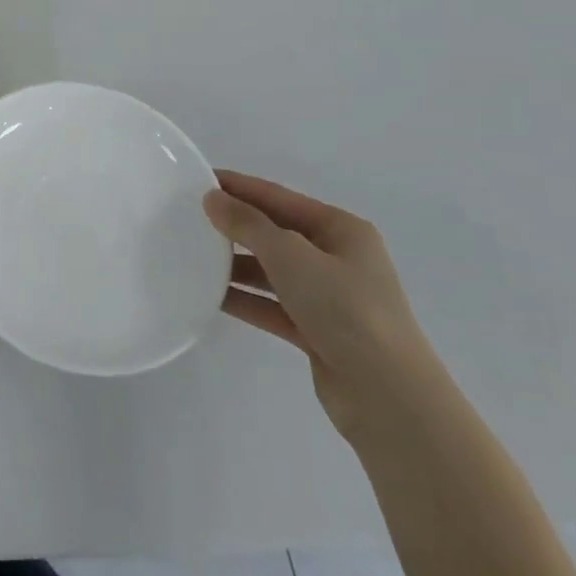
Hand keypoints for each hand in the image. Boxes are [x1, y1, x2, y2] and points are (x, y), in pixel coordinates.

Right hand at [204, 170, 443, 441]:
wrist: (388, 397)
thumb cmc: (344, 309)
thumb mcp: (290, 255)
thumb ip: (248, 224)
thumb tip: (212, 198)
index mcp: (342, 230)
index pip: (279, 197)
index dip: (238, 186)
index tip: (196, 178)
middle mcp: (338, 259)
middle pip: (275, 232)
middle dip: (234, 225)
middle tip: (187, 217)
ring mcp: (329, 298)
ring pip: (272, 270)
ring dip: (235, 265)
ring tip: (191, 256)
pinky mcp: (318, 332)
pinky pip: (272, 305)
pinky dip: (245, 299)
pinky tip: (210, 296)